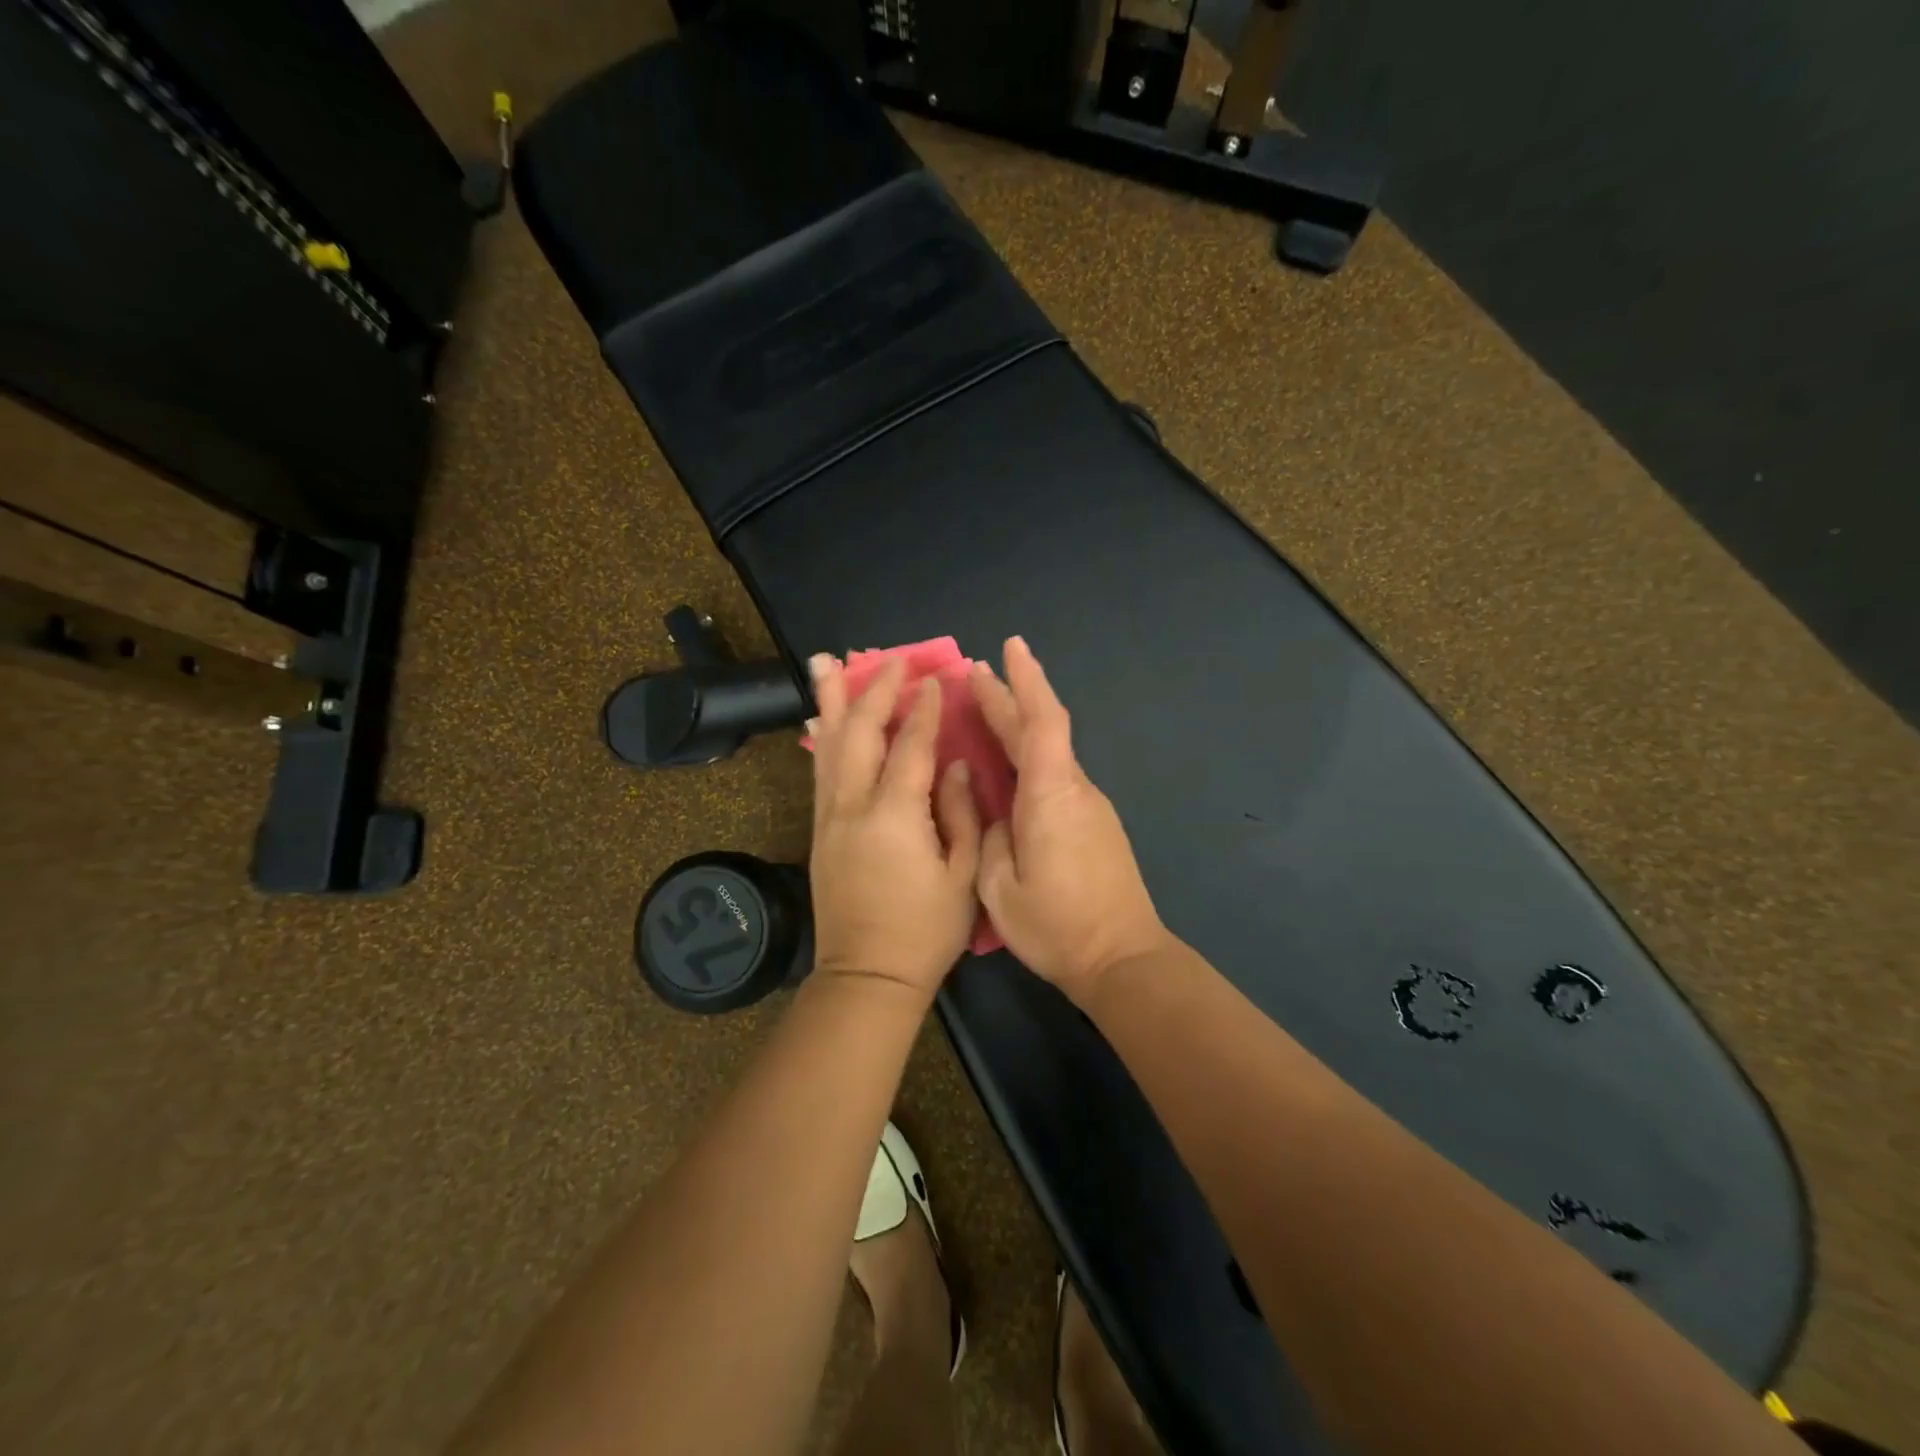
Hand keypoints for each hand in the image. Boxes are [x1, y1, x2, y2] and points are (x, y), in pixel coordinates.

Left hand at [806, 654, 981, 999]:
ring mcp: (830, 818)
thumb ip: (962, 814)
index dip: (923, 711)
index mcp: (895, 816)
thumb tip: (957, 766)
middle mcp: (854, 807)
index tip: (933, 679)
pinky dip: (822, 740)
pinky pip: (820, 773)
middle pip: (860, 734)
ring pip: (829, 746)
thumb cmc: (925, 931)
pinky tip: (821, 720)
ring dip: (831, 702)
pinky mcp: (819, 832)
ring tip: (826, 663)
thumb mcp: (962, 877)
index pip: (910, 747)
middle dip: (875, 692)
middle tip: (889, 660)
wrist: (868, 976)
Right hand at [971, 637, 1170, 1004]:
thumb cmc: (1056, 925)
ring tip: (983, 711)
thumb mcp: (997, 887)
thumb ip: (987, 837)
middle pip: (1043, 730)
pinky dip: (1028, 757)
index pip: (1042, 722)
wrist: (1122, 958)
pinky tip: (1007, 767)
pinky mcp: (1093, 824)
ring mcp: (1088, 806)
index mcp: (1050, 796)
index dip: (1026, 680)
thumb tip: (989, 809)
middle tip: (974, 674)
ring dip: (1018, 726)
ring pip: (1050, 753)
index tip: (1010, 646)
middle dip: (1010, 697)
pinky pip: (1055, 776)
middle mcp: (1074, 790)